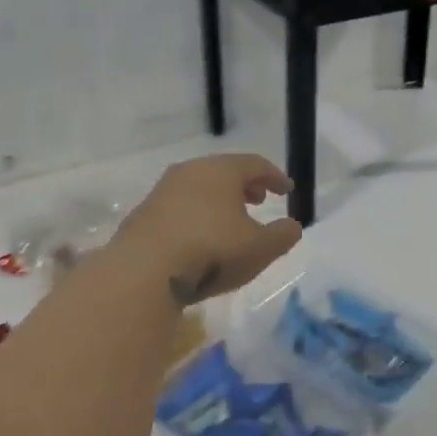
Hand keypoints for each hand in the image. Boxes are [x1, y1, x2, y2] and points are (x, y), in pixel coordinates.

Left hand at [113, 154, 301, 304]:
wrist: (144, 271)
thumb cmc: (212, 251)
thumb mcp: (260, 248)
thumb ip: (282, 235)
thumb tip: (292, 226)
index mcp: (222, 171)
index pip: (255, 164)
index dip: (275, 176)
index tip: (288, 189)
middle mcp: (190, 171)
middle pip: (224, 171)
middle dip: (245, 184)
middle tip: (259, 199)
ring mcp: (163, 191)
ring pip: (199, 187)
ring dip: (219, 199)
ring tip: (230, 220)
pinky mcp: (143, 213)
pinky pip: (179, 206)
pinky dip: (196, 214)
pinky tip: (200, 237)